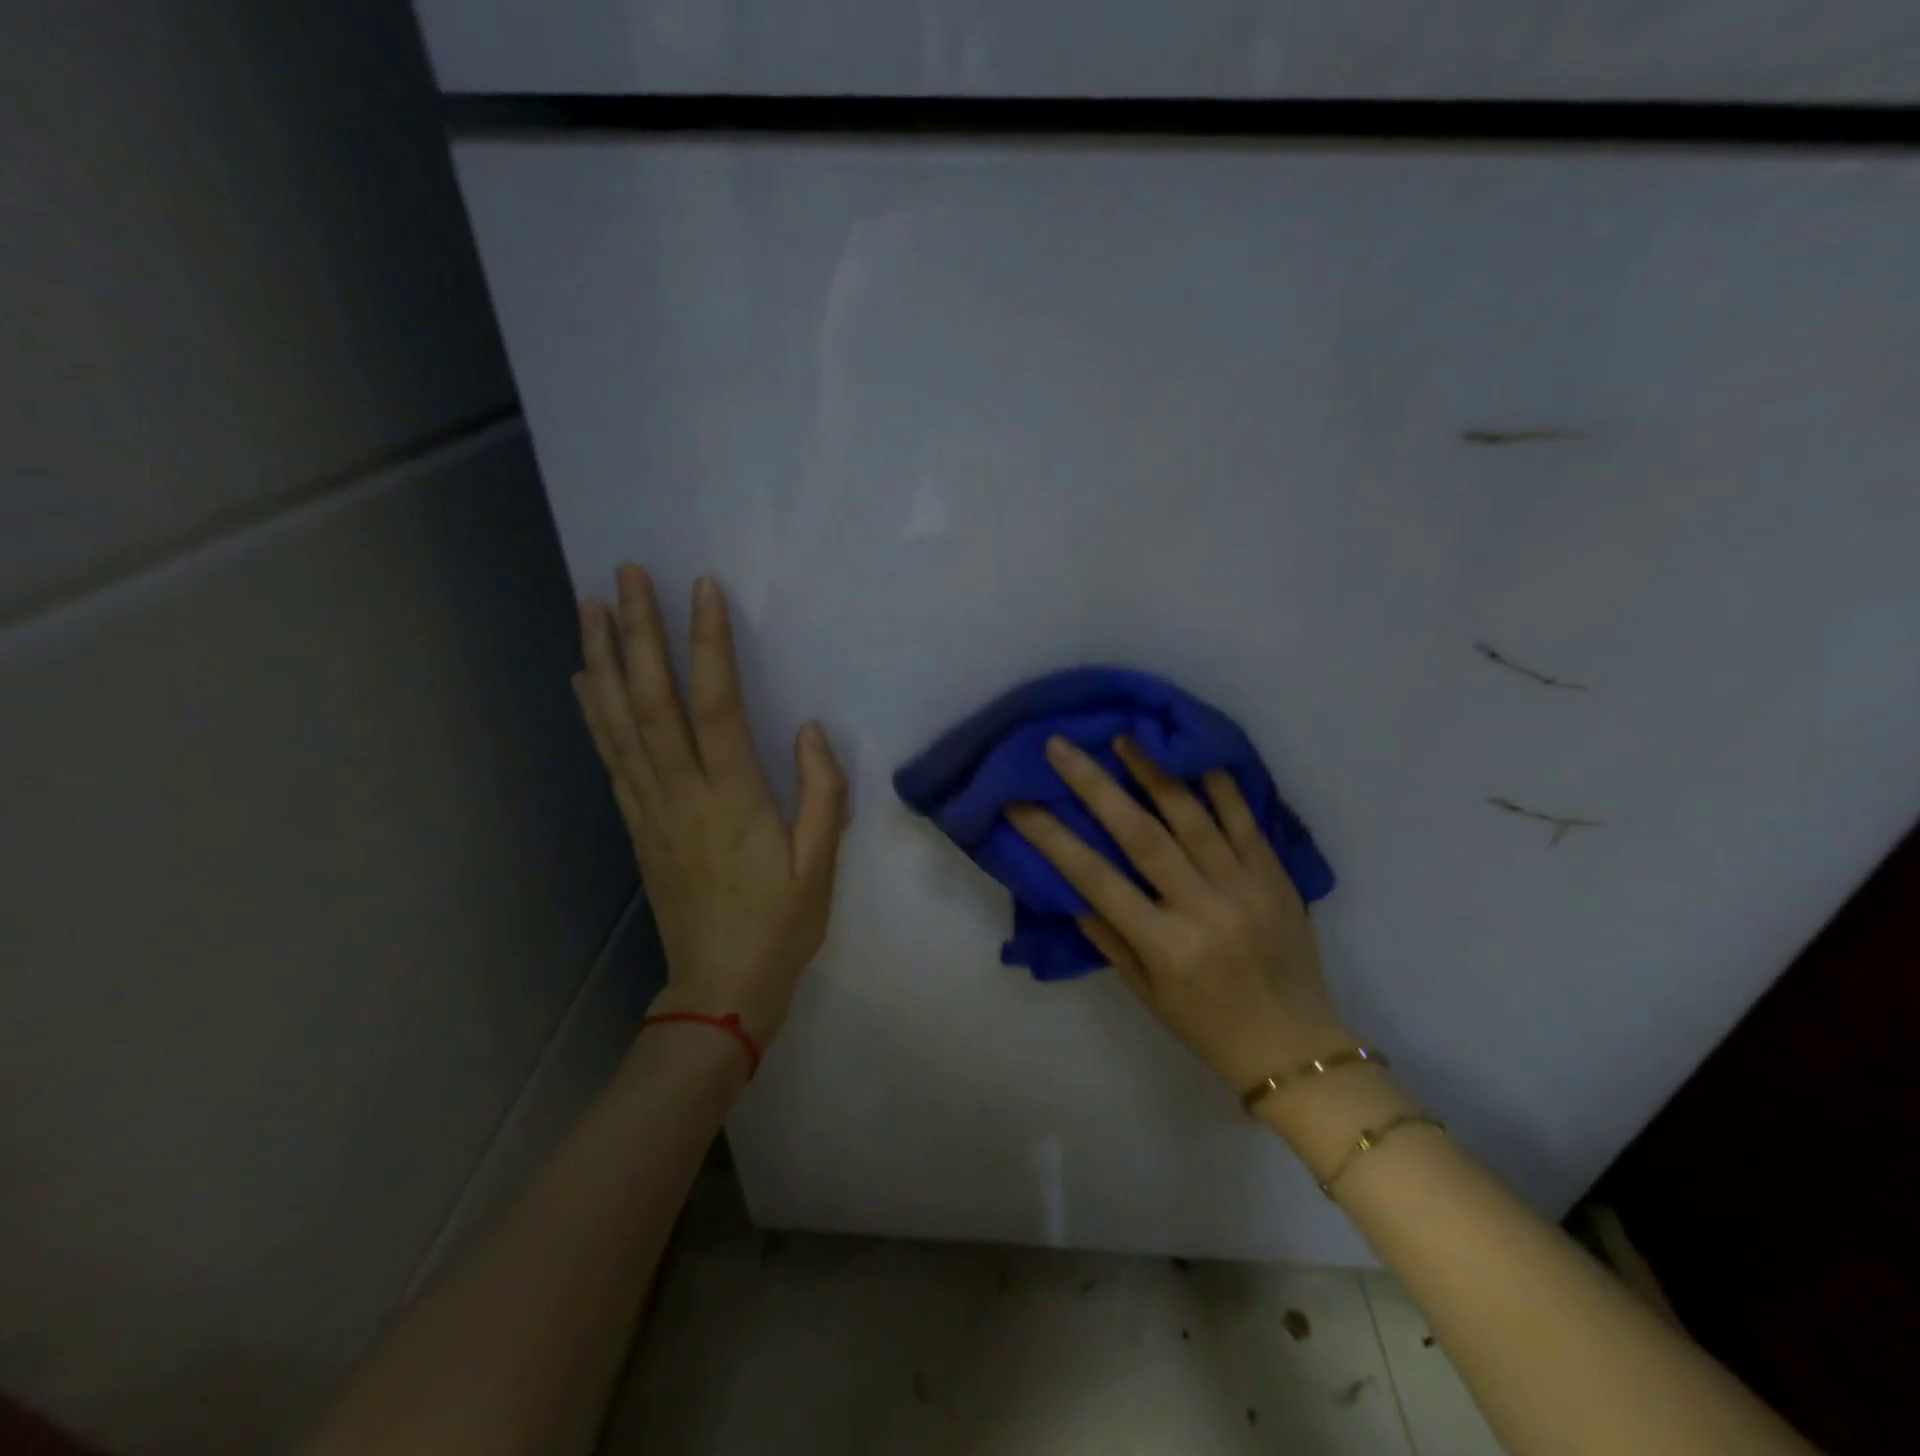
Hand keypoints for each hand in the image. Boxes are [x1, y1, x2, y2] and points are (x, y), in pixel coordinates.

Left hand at [573, 565, 847, 1049]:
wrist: (719, 989)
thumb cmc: (780, 926)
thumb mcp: (820, 866)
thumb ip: (822, 794)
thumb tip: (808, 730)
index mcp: (733, 799)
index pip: (716, 706)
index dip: (708, 646)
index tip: (701, 590)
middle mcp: (681, 793)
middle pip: (652, 702)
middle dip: (638, 634)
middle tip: (624, 576)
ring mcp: (650, 808)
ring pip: (619, 723)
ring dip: (603, 662)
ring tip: (590, 608)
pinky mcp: (636, 824)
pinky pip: (610, 758)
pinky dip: (593, 713)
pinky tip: (584, 681)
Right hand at [1007, 736, 1347, 1093]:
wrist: (1298, 1050)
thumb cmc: (1208, 1029)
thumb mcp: (1145, 993)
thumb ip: (1108, 936)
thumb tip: (1071, 884)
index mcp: (1165, 946)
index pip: (1096, 879)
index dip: (1051, 837)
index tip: (1019, 802)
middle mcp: (1203, 909)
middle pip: (1141, 835)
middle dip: (1095, 786)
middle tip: (1062, 747)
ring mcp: (1245, 888)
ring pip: (1193, 817)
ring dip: (1153, 771)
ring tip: (1123, 736)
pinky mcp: (1277, 876)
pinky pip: (1246, 821)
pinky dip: (1219, 784)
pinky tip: (1193, 752)